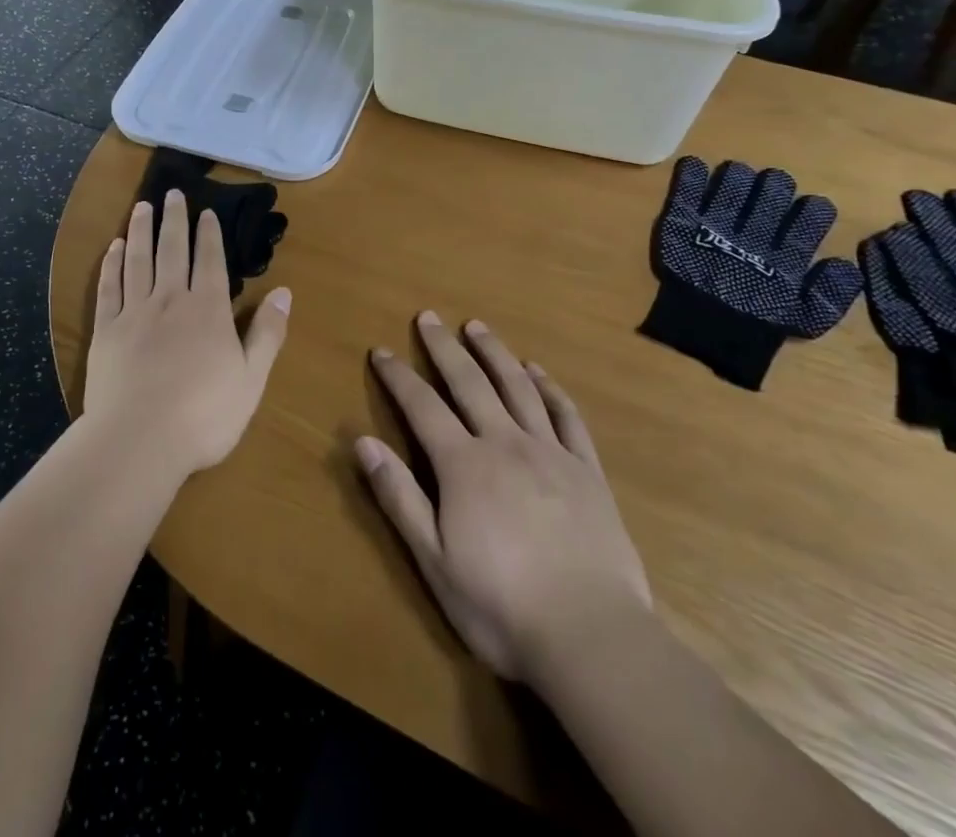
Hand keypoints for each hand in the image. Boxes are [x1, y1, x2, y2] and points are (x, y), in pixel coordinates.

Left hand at [83, 190, 291, 478]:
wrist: (139, 440)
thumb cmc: (204, 415)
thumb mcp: (251, 379)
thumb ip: (267, 333)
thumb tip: (283, 291)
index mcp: (207, 310)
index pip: (210, 260)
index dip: (209, 234)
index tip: (206, 211)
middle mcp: (170, 300)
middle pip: (172, 250)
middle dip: (174, 220)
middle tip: (172, 193)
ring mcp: (134, 313)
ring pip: (138, 260)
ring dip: (141, 230)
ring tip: (142, 206)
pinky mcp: (105, 331)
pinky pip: (108, 287)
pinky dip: (111, 264)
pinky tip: (114, 247)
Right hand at [357, 313, 650, 684]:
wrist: (593, 638)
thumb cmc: (501, 606)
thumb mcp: (434, 560)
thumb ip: (399, 497)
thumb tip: (362, 442)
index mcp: (464, 464)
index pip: (422, 406)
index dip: (398, 376)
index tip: (382, 350)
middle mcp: (505, 443)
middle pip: (470, 382)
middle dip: (444, 347)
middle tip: (428, 317)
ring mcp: (551, 453)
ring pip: (518, 387)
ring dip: (495, 353)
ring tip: (478, 327)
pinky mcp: (588, 472)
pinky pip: (567, 417)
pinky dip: (550, 388)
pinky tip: (539, 372)